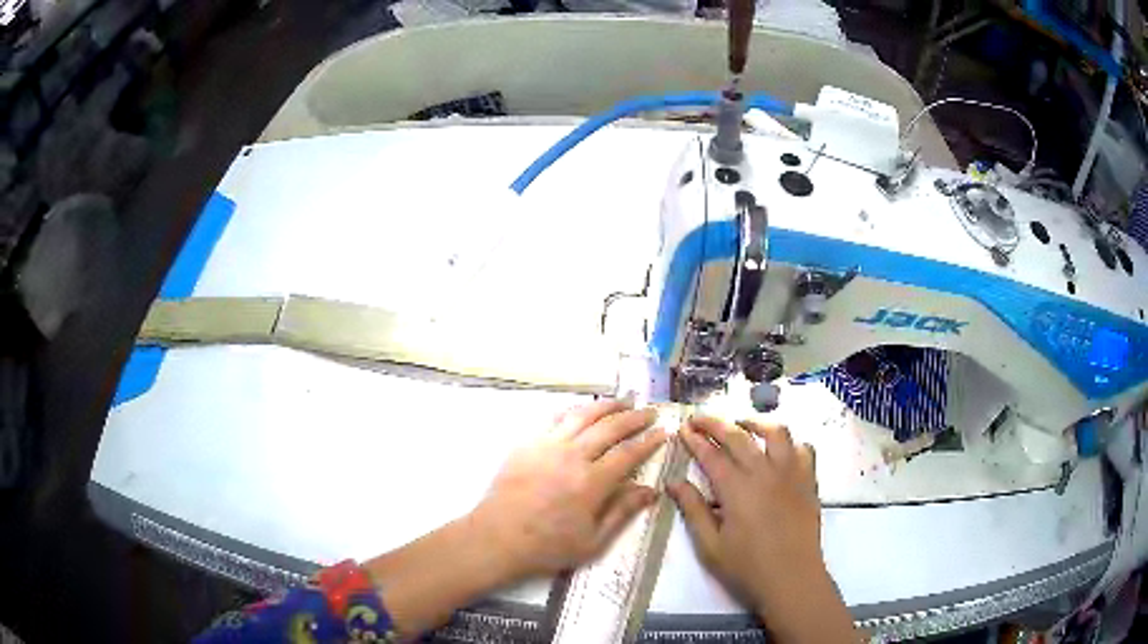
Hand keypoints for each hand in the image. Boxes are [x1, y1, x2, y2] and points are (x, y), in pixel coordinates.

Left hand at [471, 399, 666, 581]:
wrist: (497, 538)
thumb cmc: (548, 546)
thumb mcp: (593, 541)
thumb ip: (622, 512)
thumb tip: (651, 490)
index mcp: (592, 483)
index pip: (628, 454)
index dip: (648, 442)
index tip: (663, 433)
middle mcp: (572, 456)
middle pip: (609, 428)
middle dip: (634, 417)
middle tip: (649, 412)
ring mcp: (548, 445)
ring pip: (583, 415)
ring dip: (607, 406)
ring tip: (624, 400)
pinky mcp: (528, 443)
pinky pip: (556, 418)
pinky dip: (575, 410)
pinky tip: (584, 409)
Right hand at [669, 417, 854, 642]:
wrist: (792, 579)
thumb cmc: (747, 567)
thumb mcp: (710, 545)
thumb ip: (693, 510)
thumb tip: (674, 483)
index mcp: (737, 489)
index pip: (712, 455)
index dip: (695, 440)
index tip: (682, 428)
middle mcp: (765, 472)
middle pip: (739, 436)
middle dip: (716, 423)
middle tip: (699, 419)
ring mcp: (791, 474)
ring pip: (776, 433)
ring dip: (756, 424)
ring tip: (742, 426)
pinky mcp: (808, 481)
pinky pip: (803, 449)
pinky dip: (790, 443)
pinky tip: (779, 451)